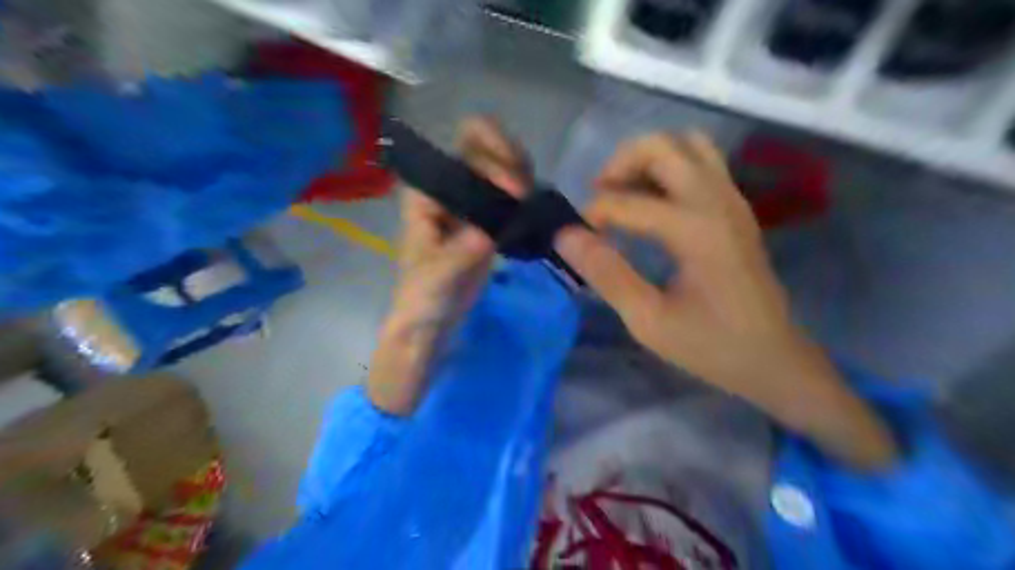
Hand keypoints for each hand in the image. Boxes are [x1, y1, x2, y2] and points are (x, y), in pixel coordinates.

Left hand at [367, 118, 528, 415]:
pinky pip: (508, 193)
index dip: (488, 161)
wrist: (432, 320)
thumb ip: (459, 253)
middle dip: (508, 161)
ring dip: (520, 173)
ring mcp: (470, 201)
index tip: (511, 189)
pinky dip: (523, 193)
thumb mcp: (437, 276)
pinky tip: (531, 207)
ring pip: (499, 167)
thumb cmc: (423, 295)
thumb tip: (488, 233)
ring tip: (529, 199)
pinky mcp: (488, 219)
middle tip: (523, 193)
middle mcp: (450, 188)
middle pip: (482, 149)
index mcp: (428, 192)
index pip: (461, 156)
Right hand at [555, 134, 894, 470]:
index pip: (627, 201)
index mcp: (695, 230)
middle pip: (662, 146)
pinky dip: (668, 168)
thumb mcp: (649, 321)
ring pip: (685, 144)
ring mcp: (731, 199)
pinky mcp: (735, 207)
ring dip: (647, 159)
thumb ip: (606, 274)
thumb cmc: (710, 346)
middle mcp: (716, 201)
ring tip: (624, 193)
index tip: (579, 238)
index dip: (594, 213)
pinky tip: (652, 203)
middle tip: (599, 197)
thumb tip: (566, 237)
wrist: (773, 358)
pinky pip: (700, 163)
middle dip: (620, 163)